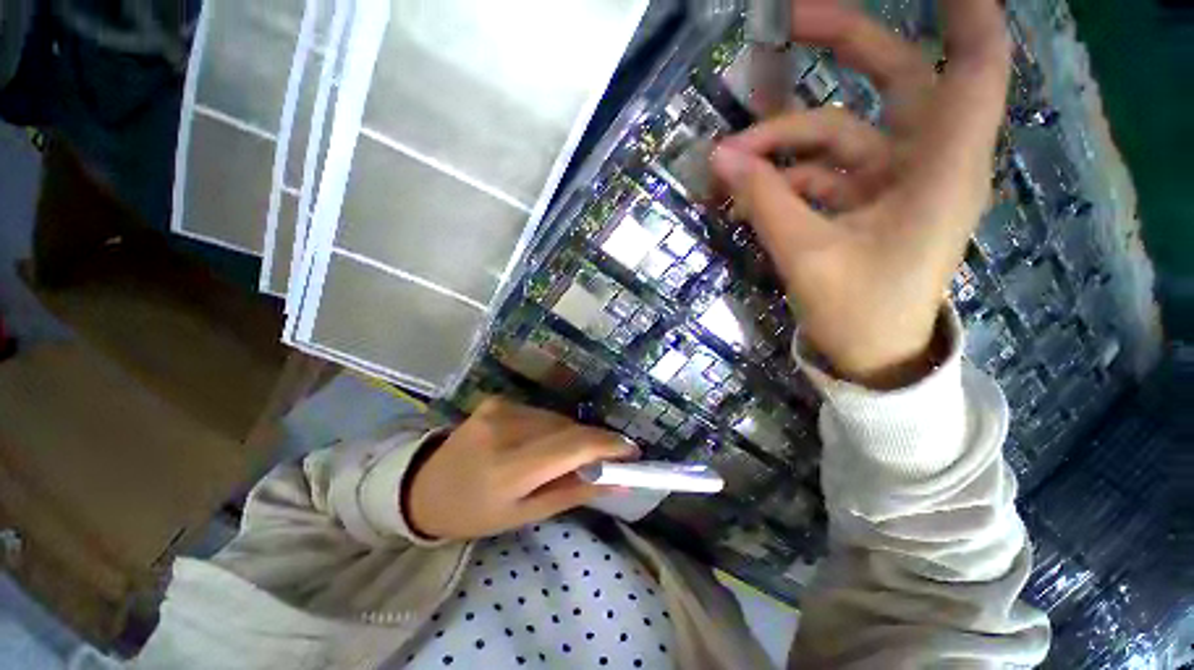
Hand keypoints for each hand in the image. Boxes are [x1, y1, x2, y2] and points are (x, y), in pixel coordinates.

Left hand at [406, 398, 638, 539]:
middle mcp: (506, 428)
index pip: (573, 446)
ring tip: (567, 458)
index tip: (633, 453)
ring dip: (572, 436)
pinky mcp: (498, 400)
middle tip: (605, 461)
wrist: (423, 487)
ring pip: (558, 418)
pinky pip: (541, 413)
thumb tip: (619, 481)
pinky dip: (552, 428)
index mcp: (509, 467)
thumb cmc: (475, 512)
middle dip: (593, 443)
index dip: (608, 445)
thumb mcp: (525, 514)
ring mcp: (500, 408)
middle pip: (570, 428)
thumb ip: (574, 493)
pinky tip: (541, 444)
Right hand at [711, 0, 1010, 388]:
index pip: (975, 68)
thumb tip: (721, 157)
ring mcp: (890, 181)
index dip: (965, 11)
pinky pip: (818, 172)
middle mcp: (925, 163)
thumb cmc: (858, 312)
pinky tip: (745, 191)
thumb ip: (765, 200)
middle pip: (895, 79)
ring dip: (780, 142)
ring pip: (836, 133)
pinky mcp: (863, 201)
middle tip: (789, 23)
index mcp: (941, 171)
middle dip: (845, 44)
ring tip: (728, 162)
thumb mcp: (806, 255)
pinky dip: (780, 177)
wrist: (869, 353)